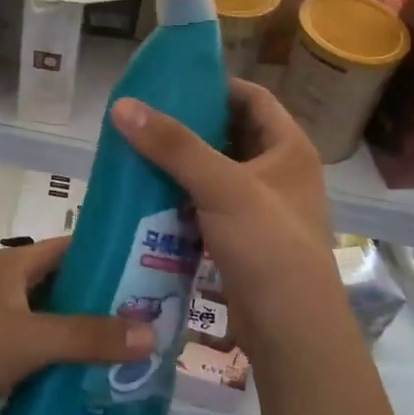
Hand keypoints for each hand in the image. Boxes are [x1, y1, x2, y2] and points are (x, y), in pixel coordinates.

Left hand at [0, 236, 155, 414]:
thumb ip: (90, 337)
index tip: (151, 269)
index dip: (110, 254)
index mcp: (15, 264)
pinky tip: (83, 378)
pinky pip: (31, 349)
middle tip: (148, 319)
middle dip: (102, 301)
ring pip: (48, 320)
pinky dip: (55, 359)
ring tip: (126, 351)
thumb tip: (153, 334)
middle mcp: (5, 284)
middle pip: (64, 285)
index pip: (72, 247)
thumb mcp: (32, 339)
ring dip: (80, 334)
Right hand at [111, 79, 340, 355]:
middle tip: (143, 121)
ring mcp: (263, 208)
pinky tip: (149, 199)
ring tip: (138, 154)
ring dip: (183, 166)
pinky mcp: (244, 239)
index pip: (252, 98)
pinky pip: (209, 207)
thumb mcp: (222, 187)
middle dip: (190, 128)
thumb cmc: (267, 246)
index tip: (170, 86)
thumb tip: (123, 105)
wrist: (290, 328)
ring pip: (217, 173)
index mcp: (289, 148)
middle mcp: (280, 173)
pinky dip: (183, 200)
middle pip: (231, 135)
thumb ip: (174, 145)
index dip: (215, 87)